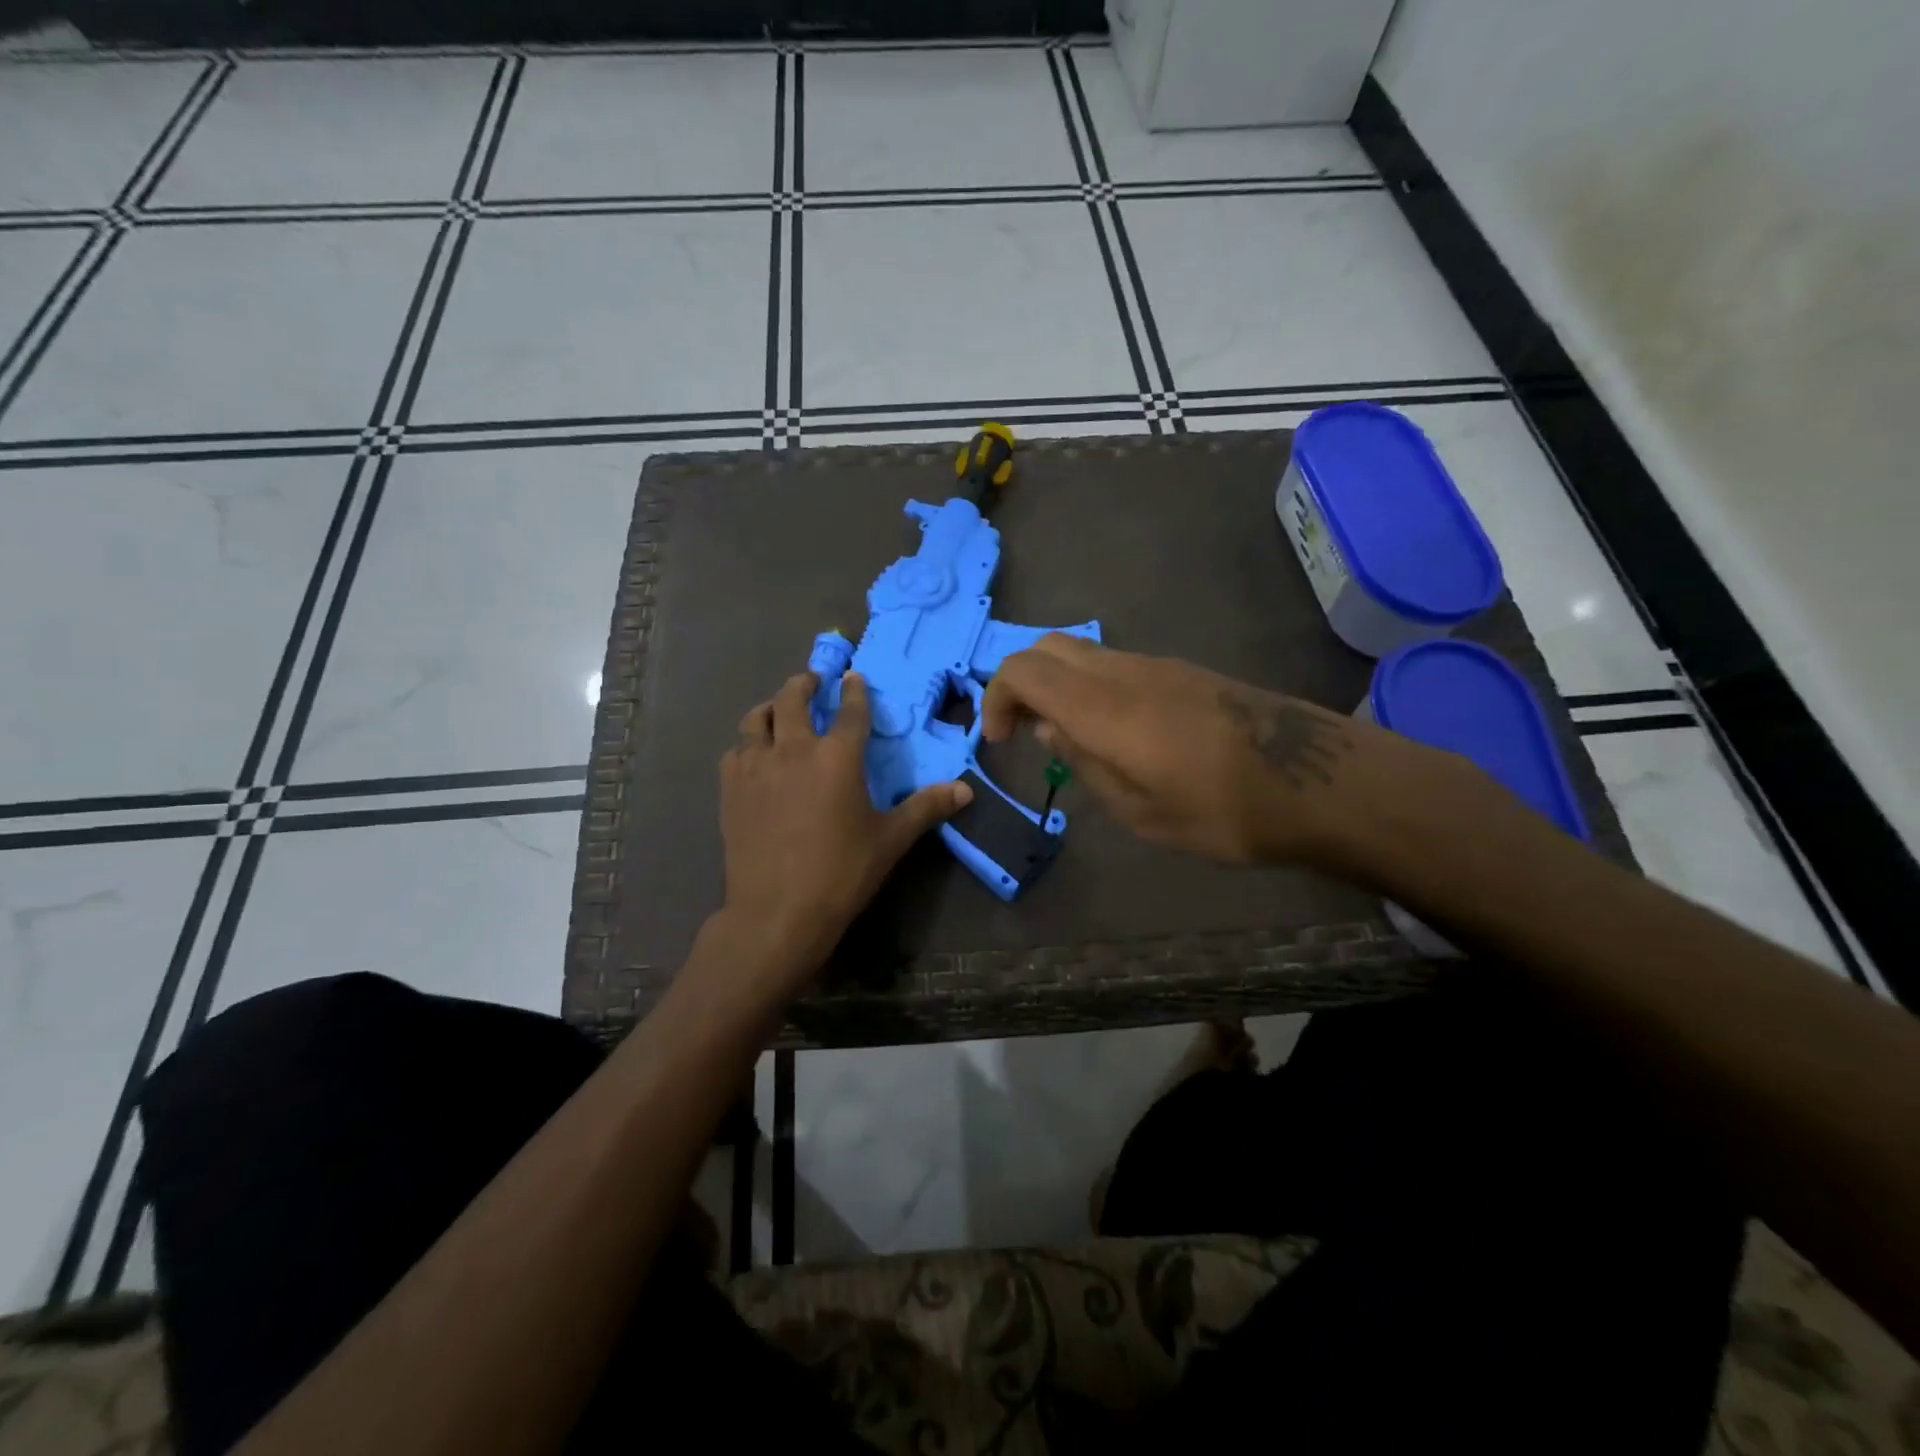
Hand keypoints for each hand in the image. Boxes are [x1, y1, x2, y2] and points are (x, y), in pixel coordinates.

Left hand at [718, 671, 971, 993]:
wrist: (778, 911)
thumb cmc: (841, 872)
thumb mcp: (890, 840)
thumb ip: (926, 808)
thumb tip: (966, 790)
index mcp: (837, 756)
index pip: (849, 710)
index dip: (854, 690)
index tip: (854, 677)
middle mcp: (793, 749)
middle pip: (793, 698)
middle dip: (805, 683)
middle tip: (812, 682)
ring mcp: (756, 766)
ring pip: (756, 718)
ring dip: (771, 707)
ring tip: (778, 710)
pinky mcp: (730, 788)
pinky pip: (736, 750)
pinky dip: (747, 743)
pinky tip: (754, 755)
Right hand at [982, 634, 1407, 865]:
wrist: (1316, 782)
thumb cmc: (1222, 811)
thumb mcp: (1139, 810)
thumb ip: (1083, 762)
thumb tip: (1049, 729)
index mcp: (1102, 707)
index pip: (1023, 670)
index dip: (996, 698)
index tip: (1000, 742)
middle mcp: (1122, 672)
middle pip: (1047, 647)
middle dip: (1019, 683)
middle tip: (1022, 732)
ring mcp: (1156, 665)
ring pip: (1081, 652)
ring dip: (1056, 684)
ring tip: (1064, 737)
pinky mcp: (1181, 671)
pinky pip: (1114, 663)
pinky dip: (1088, 685)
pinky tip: (1111, 731)